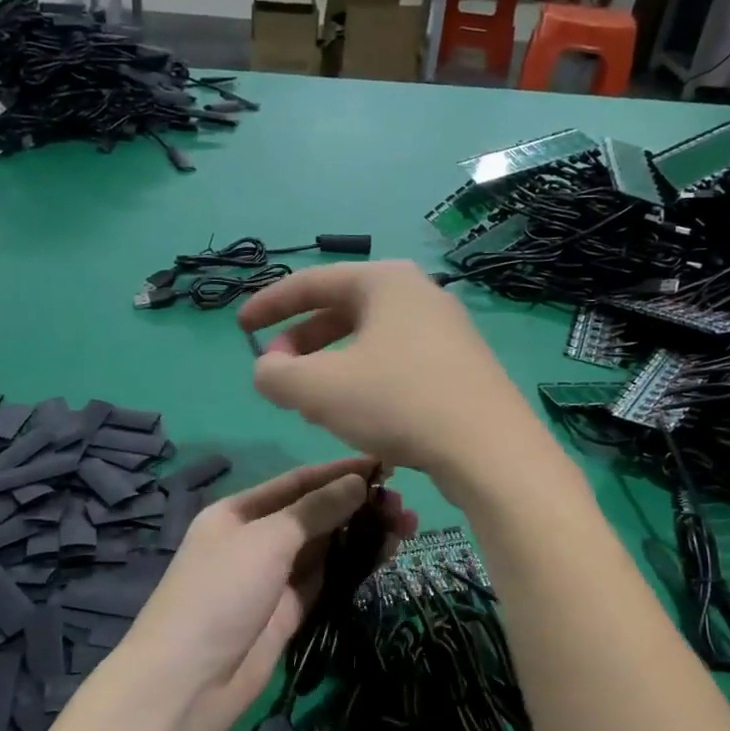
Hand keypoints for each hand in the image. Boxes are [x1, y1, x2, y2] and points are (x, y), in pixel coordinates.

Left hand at [117, 458, 416, 730]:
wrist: (187, 682)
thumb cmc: (220, 594)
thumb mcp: (266, 541)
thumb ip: (314, 510)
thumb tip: (357, 482)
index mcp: (239, 512)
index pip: (298, 482)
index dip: (340, 472)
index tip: (385, 464)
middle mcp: (257, 539)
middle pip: (315, 513)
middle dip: (357, 505)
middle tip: (404, 504)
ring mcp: (274, 577)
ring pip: (326, 546)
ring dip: (363, 534)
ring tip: (407, 526)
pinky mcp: (290, 611)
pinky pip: (328, 578)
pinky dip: (355, 564)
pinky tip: (386, 553)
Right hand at [238, 261, 552, 495]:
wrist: (489, 448)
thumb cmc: (398, 403)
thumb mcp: (319, 389)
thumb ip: (276, 375)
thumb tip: (266, 369)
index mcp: (384, 281)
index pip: (311, 282)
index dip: (269, 305)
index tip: (240, 327)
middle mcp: (418, 294)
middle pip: (342, 310)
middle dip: (302, 341)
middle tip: (277, 371)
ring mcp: (445, 329)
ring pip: (369, 340)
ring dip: (331, 364)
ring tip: (312, 398)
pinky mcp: (460, 365)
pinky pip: (396, 361)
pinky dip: (364, 378)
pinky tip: (358, 412)